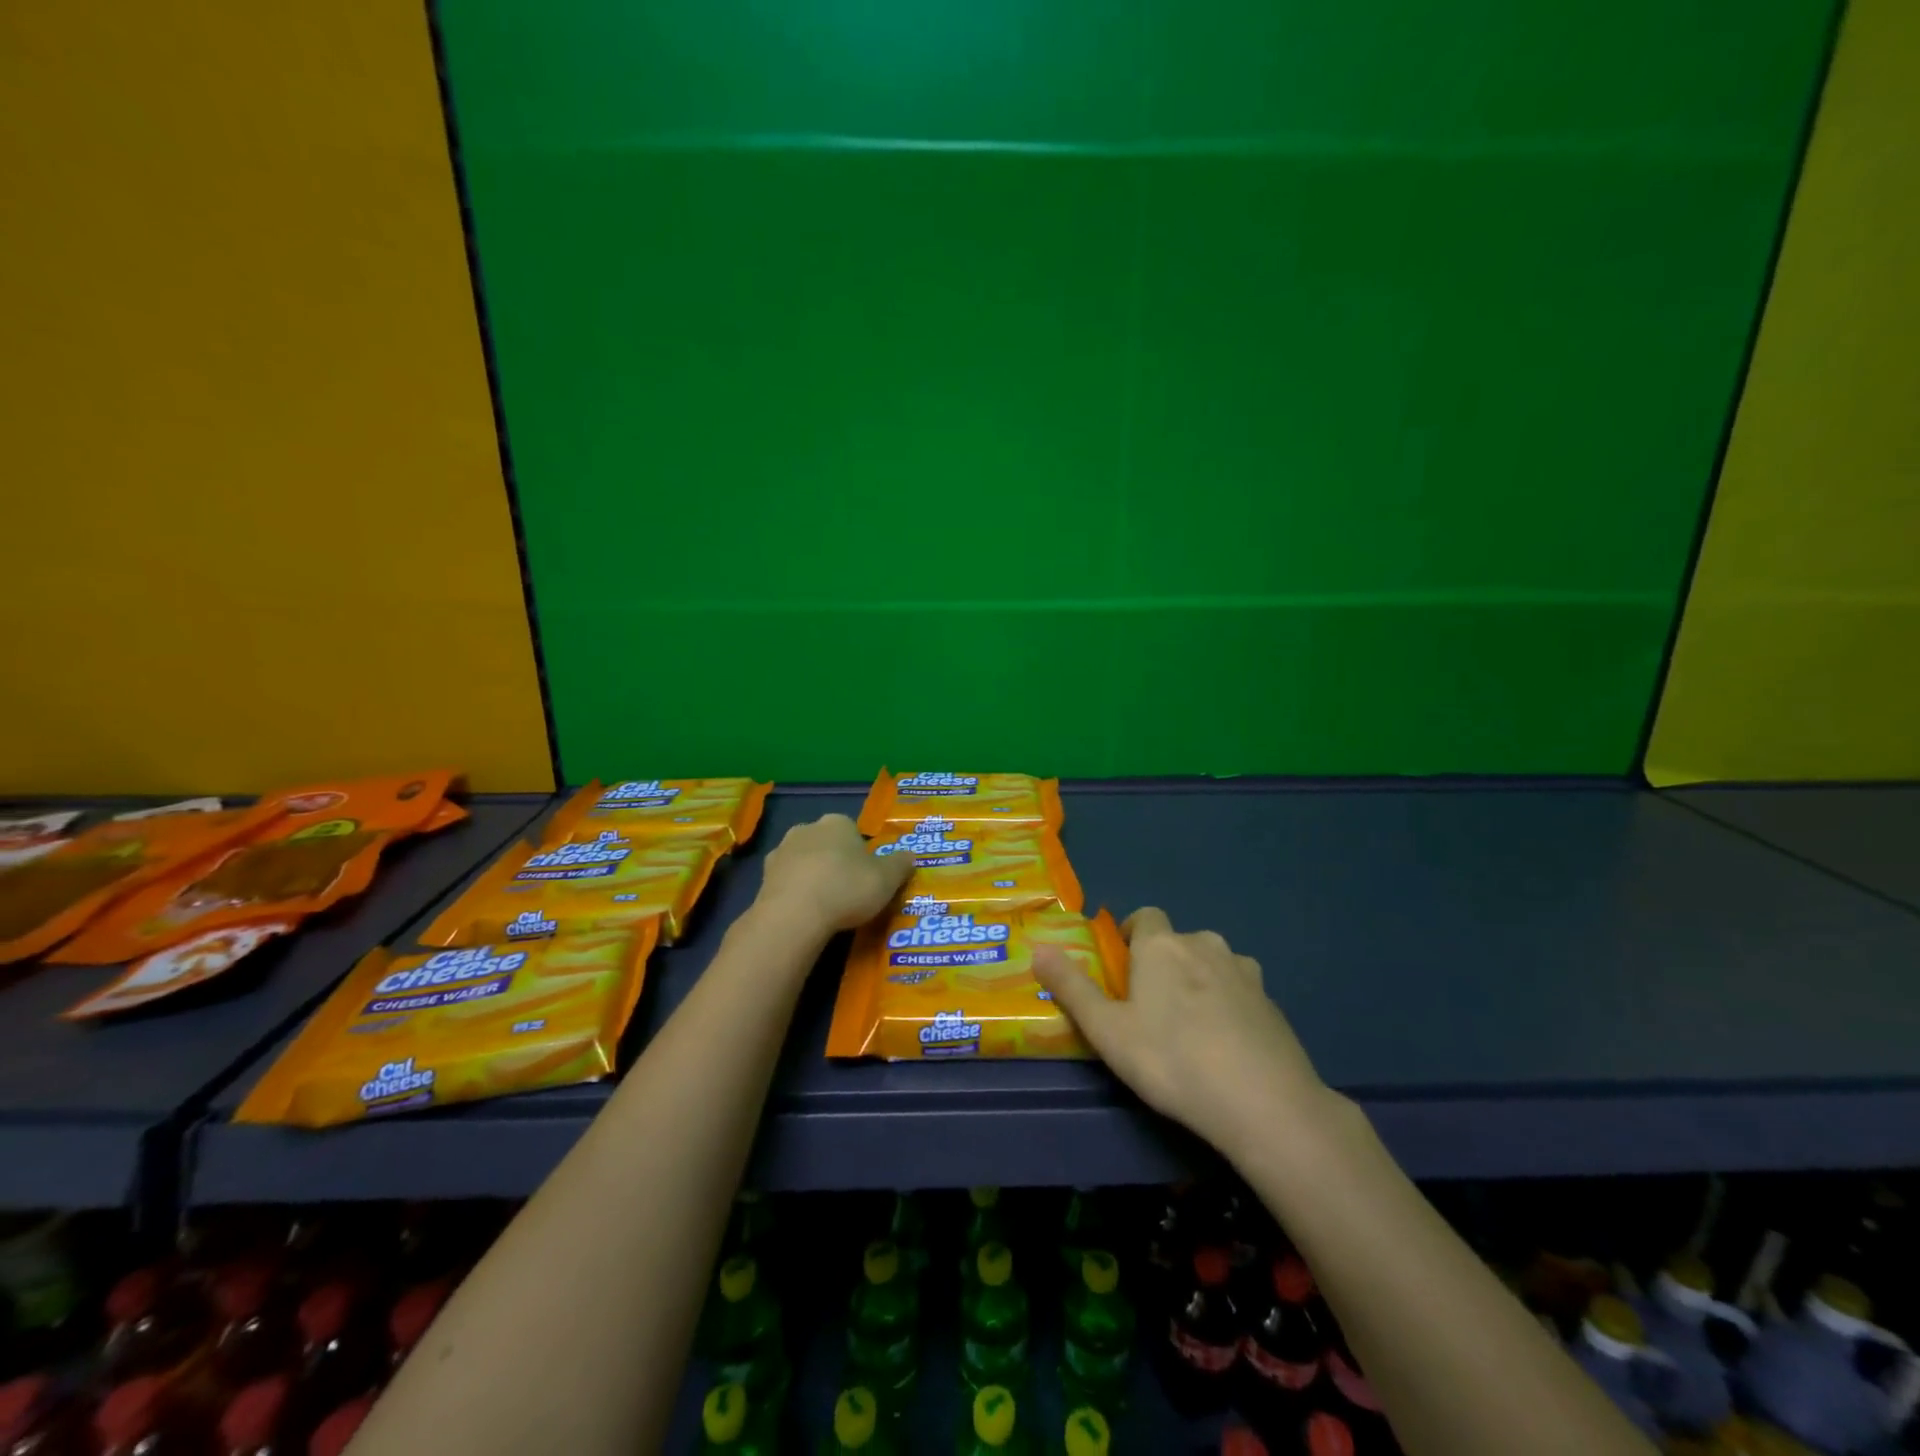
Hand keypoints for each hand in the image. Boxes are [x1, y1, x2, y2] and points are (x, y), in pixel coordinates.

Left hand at [755, 813, 911, 936]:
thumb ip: (901, 864)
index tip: (867, 877)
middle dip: (835, 861)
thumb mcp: (887, 879)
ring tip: (825, 905)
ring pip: (804, 861)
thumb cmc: (847, 888)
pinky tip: (805, 913)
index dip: (861, 854)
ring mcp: (781, 851)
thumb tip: (911, 855)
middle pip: (827, 843)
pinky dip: (795, 892)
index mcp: (838, 822)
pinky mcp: (764, 876)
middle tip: (848, 891)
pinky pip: (787, 881)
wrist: (794, 915)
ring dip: (813, 876)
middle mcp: (807, 828)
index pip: (853, 831)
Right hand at [1032, 907, 1332, 1161]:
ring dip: (1197, 982)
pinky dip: (1228, 1005)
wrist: (1265, 1103)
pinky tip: (1225, 1046)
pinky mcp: (1272, 1002)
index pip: (1144, 917)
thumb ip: (1071, 987)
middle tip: (1149, 1009)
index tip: (1122, 971)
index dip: (1130, 936)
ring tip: (1189, 1029)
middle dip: (1162, 964)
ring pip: (1211, 964)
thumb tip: (1038, 948)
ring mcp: (1245, 972)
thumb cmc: (1172, 1060)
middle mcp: (1205, 945)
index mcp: (1162, 945)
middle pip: (1177, 942)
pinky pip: (1239, 991)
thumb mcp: (1107, 1030)